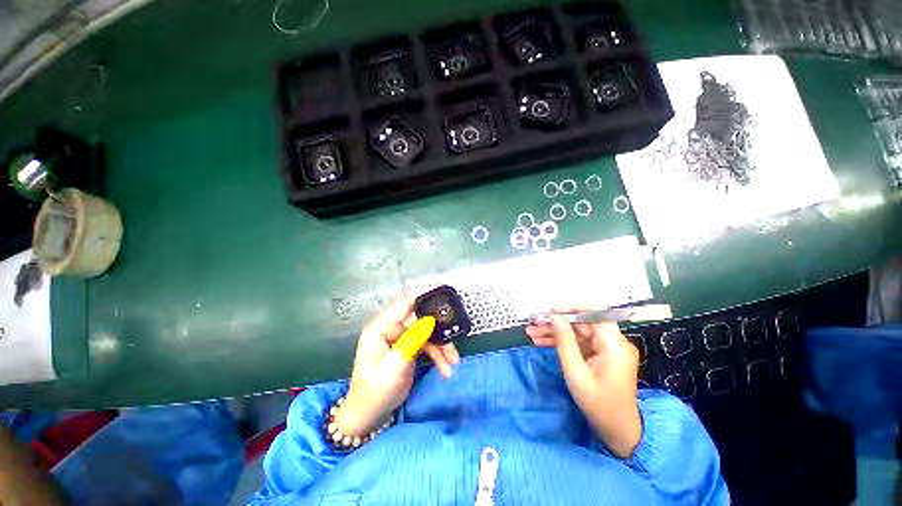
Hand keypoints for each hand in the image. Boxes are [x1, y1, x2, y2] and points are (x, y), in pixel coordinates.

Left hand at [335, 293, 459, 436]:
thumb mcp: (395, 365)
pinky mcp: (409, 348)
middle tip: (454, 334)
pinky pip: (428, 344)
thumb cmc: (376, 391)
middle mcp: (392, 328)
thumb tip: (430, 320)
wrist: (370, 416)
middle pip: (420, 318)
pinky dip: (438, 354)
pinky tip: (446, 368)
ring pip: (427, 332)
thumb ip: (412, 340)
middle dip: (439, 328)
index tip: (444, 293)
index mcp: (381, 327)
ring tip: (453, 361)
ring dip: (442, 345)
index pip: (405, 304)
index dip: (424, 296)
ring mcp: (401, 338)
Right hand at [526, 304, 641, 457]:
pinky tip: (541, 341)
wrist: (618, 432)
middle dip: (556, 322)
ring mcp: (607, 348)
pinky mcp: (600, 355)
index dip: (572, 307)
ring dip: (554, 332)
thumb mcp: (576, 373)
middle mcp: (614, 342)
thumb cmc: (598, 405)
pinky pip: (579, 342)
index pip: (595, 312)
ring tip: (531, 332)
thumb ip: (564, 342)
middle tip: (533, 323)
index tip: (551, 311)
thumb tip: (554, 317)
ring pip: (577, 331)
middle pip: (582, 322)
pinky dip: (561, 342)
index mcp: (614, 345)